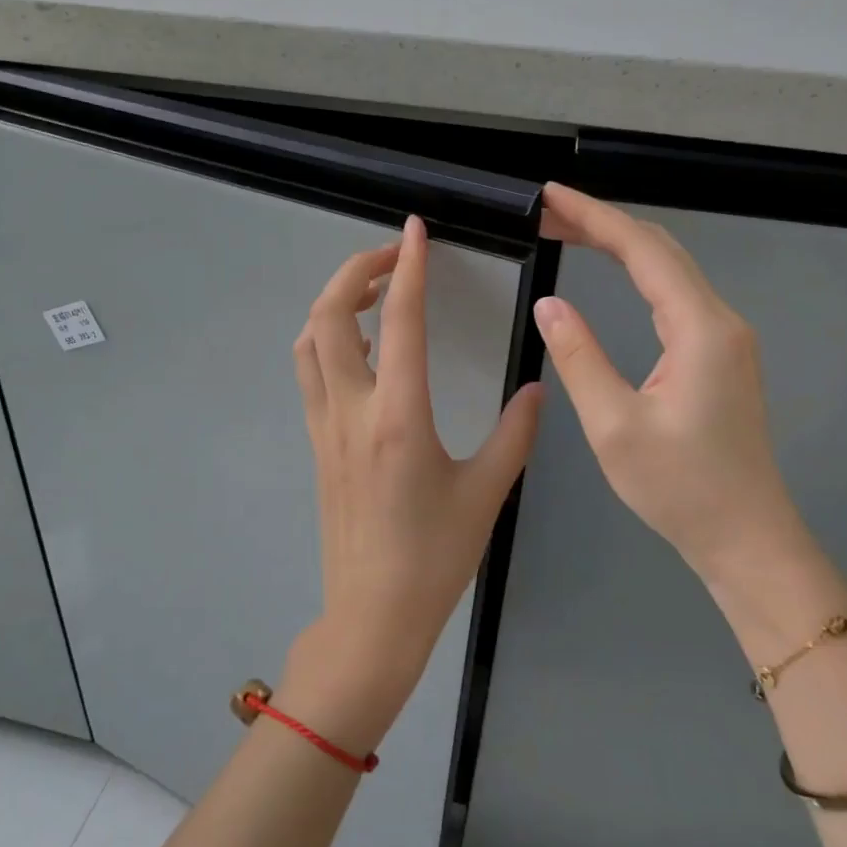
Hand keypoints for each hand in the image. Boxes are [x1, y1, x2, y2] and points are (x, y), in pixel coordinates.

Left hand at [289, 216, 543, 739]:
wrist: (372, 615)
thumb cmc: (434, 558)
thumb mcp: (487, 493)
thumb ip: (515, 433)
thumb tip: (537, 389)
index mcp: (398, 417)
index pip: (399, 320)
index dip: (408, 266)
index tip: (416, 231)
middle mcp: (351, 411)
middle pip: (328, 316)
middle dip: (354, 271)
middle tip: (392, 257)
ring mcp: (325, 426)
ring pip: (310, 341)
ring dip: (335, 303)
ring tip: (375, 293)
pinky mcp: (316, 443)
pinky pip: (312, 372)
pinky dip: (329, 338)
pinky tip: (364, 346)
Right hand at [532, 183, 814, 589]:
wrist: (745, 537)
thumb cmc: (679, 487)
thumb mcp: (614, 425)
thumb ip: (579, 357)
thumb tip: (551, 304)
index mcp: (699, 329)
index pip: (642, 251)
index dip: (593, 216)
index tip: (549, 196)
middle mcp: (720, 321)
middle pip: (660, 250)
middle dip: (603, 222)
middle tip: (547, 212)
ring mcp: (725, 338)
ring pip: (670, 269)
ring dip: (620, 244)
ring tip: (567, 232)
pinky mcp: (719, 356)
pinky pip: (675, 295)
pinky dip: (637, 272)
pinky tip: (611, 273)